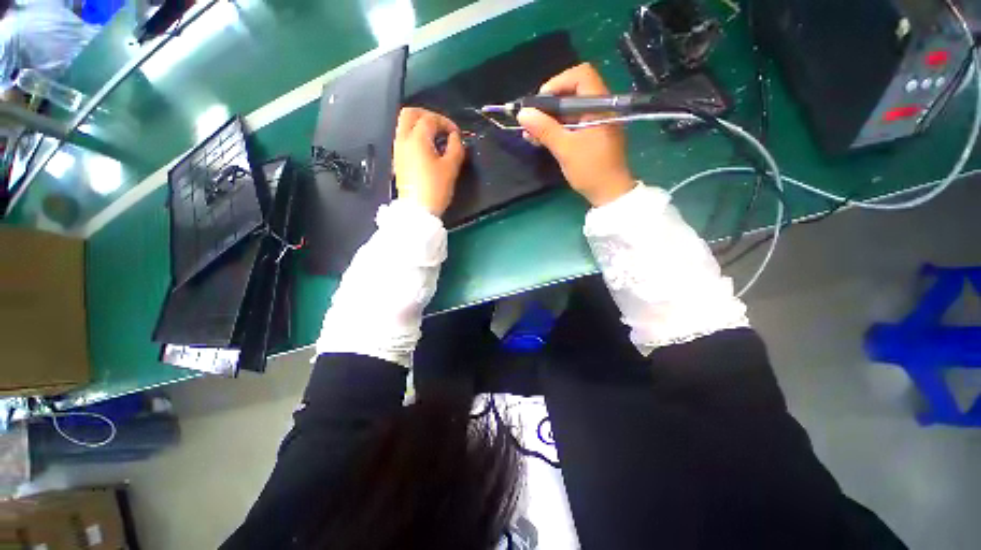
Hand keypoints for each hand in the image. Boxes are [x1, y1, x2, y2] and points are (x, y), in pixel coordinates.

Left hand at [393, 107, 464, 216]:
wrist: (418, 211)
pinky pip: (404, 139)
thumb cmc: (435, 189)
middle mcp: (403, 140)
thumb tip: (455, 137)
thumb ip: (456, 147)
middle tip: (441, 126)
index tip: (456, 134)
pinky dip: (415, 137)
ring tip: (436, 139)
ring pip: (404, 126)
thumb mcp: (451, 168)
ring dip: (420, 126)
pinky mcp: (397, 161)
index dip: (446, 122)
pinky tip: (427, 150)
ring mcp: (397, 150)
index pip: (430, 119)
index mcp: (416, 139)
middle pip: (410, 113)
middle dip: (427, 115)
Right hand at [517, 63, 634, 206]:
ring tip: (529, 133)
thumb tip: (523, 114)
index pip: (581, 76)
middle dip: (548, 105)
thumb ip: (545, 129)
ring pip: (568, 110)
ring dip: (548, 119)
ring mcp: (595, 122)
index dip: (558, 83)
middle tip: (530, 120)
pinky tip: (539, 139)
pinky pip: (570, 124)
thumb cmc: (591, 170)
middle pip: (572, 92)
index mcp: (600, 105)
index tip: (540, 102)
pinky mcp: (590, 134)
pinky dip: (555, 129)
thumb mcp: (566, 149)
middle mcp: (599, 108)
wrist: (609, 193)